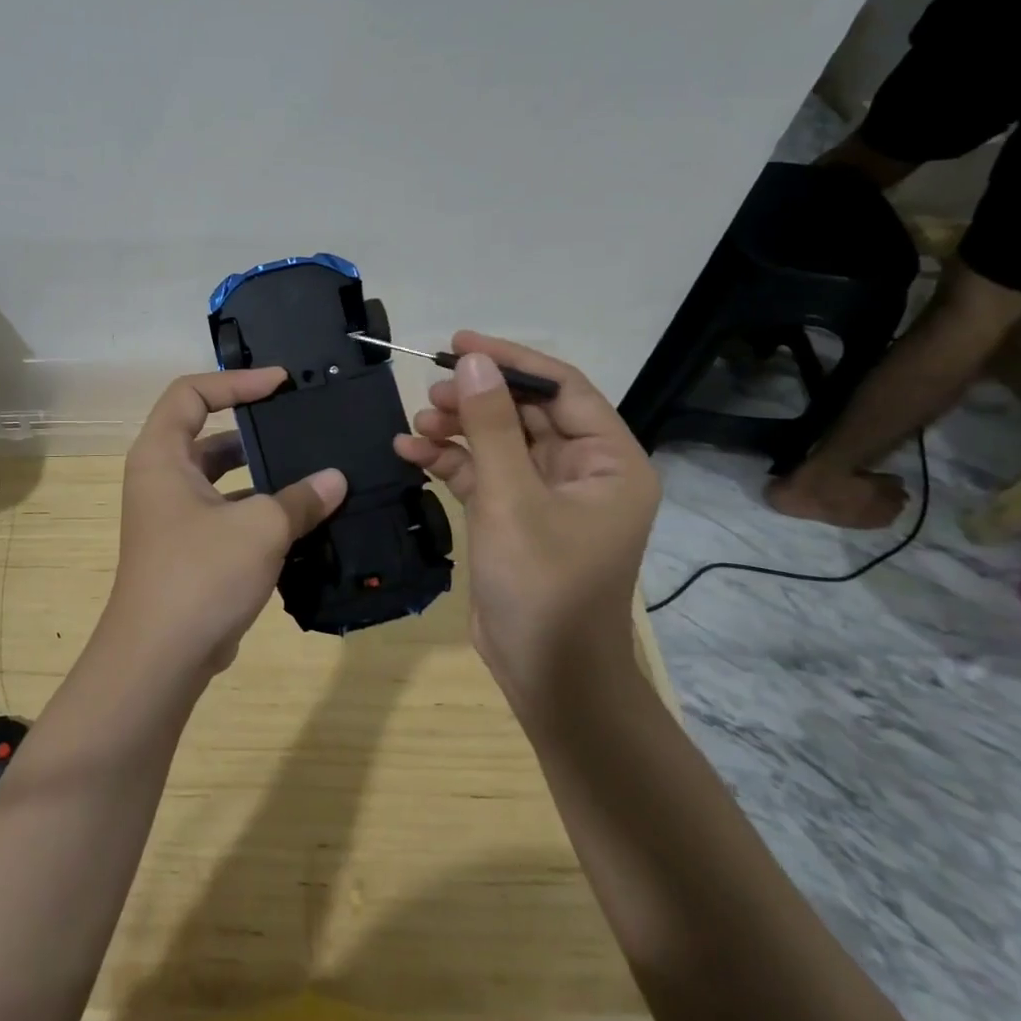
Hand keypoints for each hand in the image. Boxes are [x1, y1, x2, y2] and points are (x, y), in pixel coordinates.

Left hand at [110, 368, 346, 676]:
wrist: (159, 659)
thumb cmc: (200, 575)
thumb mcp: (260, 528)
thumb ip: (301, 498)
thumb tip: (336, 479)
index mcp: (161, 455)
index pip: (192, 393)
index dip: (235, 381)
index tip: (279, 383)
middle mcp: (161, 478)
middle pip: (207, 432)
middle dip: (254, 426)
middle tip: (300, 421)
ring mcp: (172, 516)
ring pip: (220, 477)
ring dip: (262, 473)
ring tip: (312, 469)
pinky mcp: (188, 548)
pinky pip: (226, 512)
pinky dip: (259, 509)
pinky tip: (302, 518)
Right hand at [394, 332, 658, 700]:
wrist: (548, 676)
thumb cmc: (543, 585)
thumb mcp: (511, 499)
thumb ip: (490, 425)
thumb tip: (472, 361)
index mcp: (609, 461)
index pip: (561, 388)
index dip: (510, 360)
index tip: (458, 343)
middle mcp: (584, 470)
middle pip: (526, 413)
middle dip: (476, 399)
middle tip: (429, 391)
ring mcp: (548, 495)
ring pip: (499, 441)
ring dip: (458, 429)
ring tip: (416, 424)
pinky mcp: (517, 516)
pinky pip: (483, 472)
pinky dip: (450, 460)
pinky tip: (411, 451)